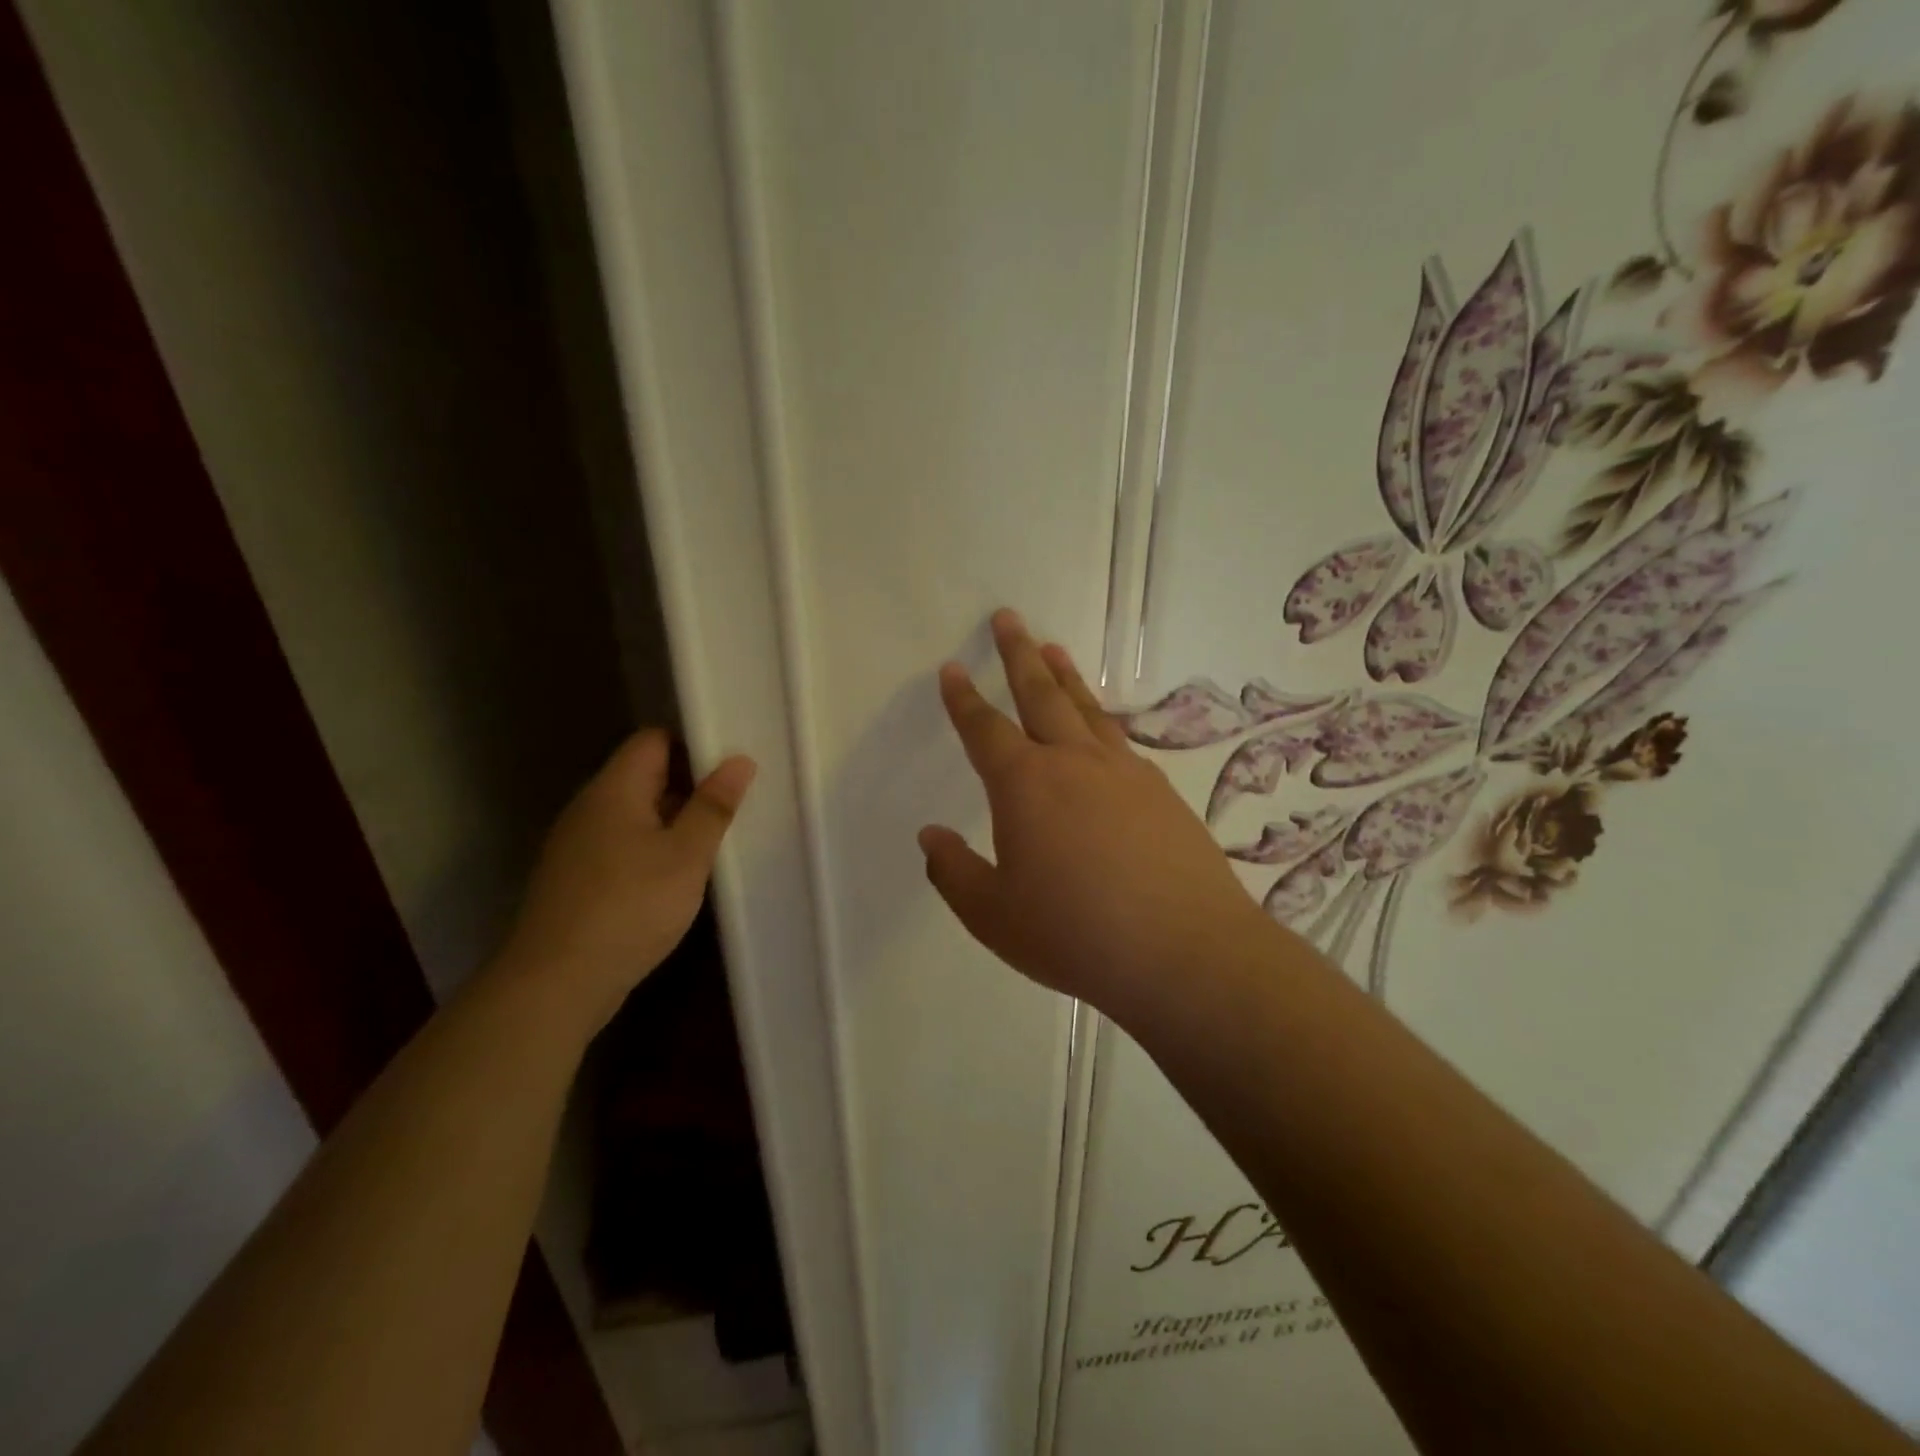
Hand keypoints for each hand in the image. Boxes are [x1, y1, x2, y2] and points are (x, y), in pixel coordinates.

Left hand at [499, 730, 755, 1032]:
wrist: (555, 984)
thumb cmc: (630, 907)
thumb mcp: (686, 855)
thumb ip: (713, 806)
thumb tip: (739, 761)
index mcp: (614, 789)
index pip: (653, 739)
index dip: (693, 744)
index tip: (732, 764)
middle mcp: (590, 808)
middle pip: (644, 775)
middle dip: (690, 784)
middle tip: (735, 803)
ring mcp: (579, 844)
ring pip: (636, 813)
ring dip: (674, 821)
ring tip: (715, 839)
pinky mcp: (577, 878)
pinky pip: (623, 845)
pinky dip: (653, 849)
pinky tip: (679, 875)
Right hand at [919, 610, 1279, 1014]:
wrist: (1184, 951)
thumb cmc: (1075, 934)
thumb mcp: (993, 916)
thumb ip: (954, 872)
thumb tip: (930, 836)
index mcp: (1025, 785)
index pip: (984, 729)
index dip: (963, 699)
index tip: (952, 669)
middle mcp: (1073, 762)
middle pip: (1040, 693)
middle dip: (1018, 654)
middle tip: (1008, 618)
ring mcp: (1124, 771)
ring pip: (1085, 708)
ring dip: (1064, 674)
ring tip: (1052, 647)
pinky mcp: (1161, 791)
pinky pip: (1119, 739)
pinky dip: (1100, 720)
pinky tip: (1101, 727)